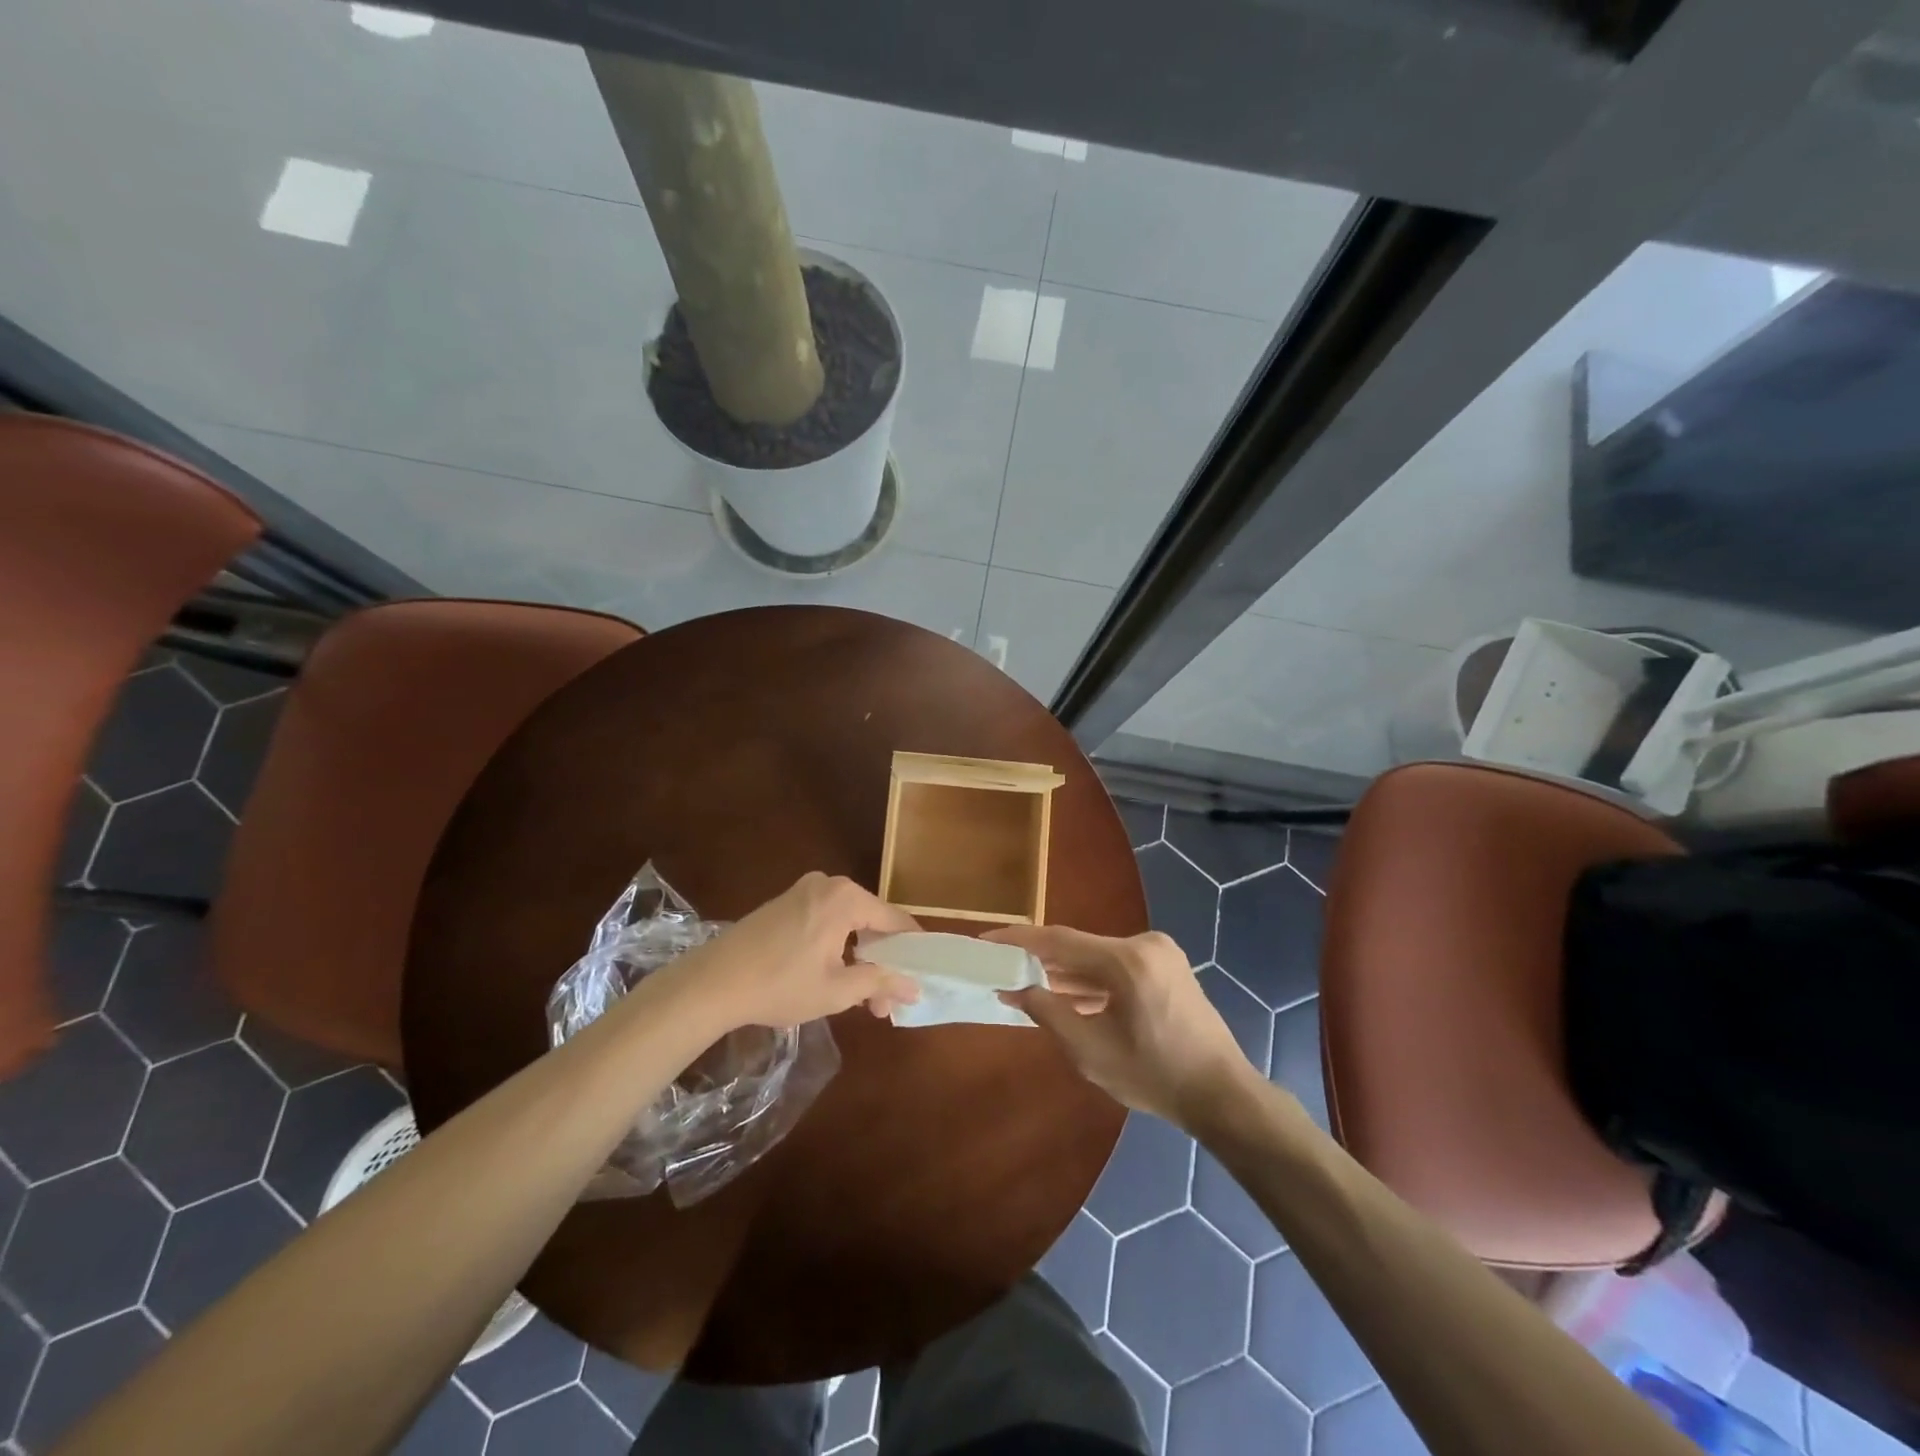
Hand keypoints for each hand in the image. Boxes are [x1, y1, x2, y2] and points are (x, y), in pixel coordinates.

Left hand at [672, 872, 921, 1030]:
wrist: (711, 982)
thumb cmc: (780, 985)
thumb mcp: (837, 990)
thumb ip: (880, 982)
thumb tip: (914, 986)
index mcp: (846, 898)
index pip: (894, 920)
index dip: (911, 950)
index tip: (920, 977)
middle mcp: (828, 884)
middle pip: (871, 920)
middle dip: (882, 961)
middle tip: (883, 1002)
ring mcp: (803, 890)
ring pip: (847, 922)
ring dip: (858, 957)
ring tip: (859, 997)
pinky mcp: (784, 902)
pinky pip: (825, 919)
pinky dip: (835, 945)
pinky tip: (831, 976)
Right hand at [985, 925, 1256, 1128]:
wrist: (1221, 1094)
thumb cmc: (1155, 1077)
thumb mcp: (1091, 1052)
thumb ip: (1049, 1013)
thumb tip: (1016, 989)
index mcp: (1128, 960)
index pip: (1060, 941)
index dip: (1019, 940)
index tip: (986, 939)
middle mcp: (1144, 944)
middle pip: (1078, 946)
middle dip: (1040, 959)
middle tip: (1002, 965)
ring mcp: (1159, 953)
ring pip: (1097, 957)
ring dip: (1065, 972)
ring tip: (1025, 982)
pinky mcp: (1166, 966)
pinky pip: (1116, 966)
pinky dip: (1091, 980)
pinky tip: (1065, 993)